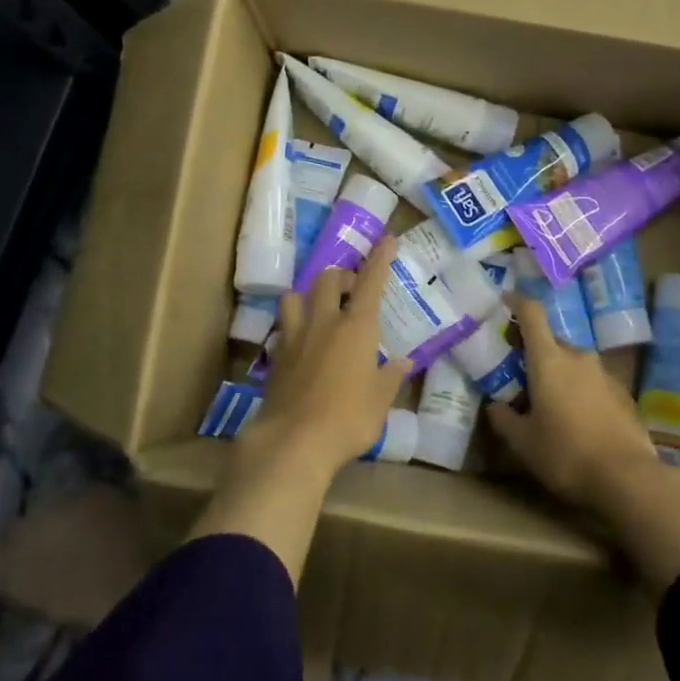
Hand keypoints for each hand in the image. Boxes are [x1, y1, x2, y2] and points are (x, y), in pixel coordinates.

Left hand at [244, 236, 411, 476]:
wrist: (293, 441)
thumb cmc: (348, 419)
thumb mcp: (380, 401)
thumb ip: (391, 377)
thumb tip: (403, 362)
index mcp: (356, 328)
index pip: (371, 281)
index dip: (380, 258)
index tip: (386, 238)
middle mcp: (324, 322)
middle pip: (329, 279)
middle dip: (343, 276)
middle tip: (353, 291)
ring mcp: (295, 337)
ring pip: (295, 296)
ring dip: (309, 296)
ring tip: (320, 311)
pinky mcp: (276, 356)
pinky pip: (283, 327)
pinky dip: (293, 327)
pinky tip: (300, 344)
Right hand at [487, 294, 661, 513]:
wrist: (628, 478)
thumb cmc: (566, 454)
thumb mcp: (523, 442)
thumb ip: (504, 419)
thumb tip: (495, 406)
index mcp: (549, 359)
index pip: (531, 313)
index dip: (516, 301)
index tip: (504, 300)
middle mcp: (578, 357)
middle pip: (551, 340)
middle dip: (533, 351)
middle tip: (518, 374)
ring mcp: (604, 374)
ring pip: (572, 362)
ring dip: (558, 373)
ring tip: (547, 401)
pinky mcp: (623, 394)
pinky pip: (592, 382)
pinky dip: (579, 390)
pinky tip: (576, 419)